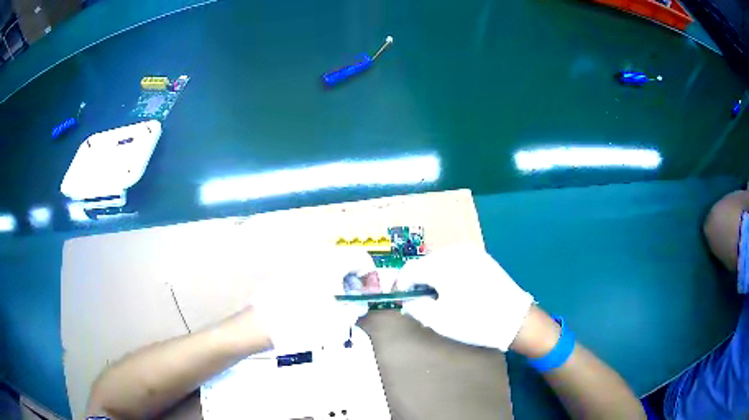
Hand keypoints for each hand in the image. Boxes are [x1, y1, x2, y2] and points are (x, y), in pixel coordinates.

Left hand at [251, 247, 374, 353]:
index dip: (371, 277)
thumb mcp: (340, 318)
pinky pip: (312, 274)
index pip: (362, 259)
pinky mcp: (287, 274)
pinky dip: (321, 286)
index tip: (370, 295)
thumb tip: (358, 302)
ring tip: (335, 307)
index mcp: (332, 262)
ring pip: (327, 269)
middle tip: (354, 304)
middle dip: (354, 282)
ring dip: (337, 285)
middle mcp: (316, 257)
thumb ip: (356, 307)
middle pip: (344, 262)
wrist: (264, 325)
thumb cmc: (306, 321)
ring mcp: (299, 264)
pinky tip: (317, 305)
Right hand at [398, 244, 533, 350]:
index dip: (402, 285)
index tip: (403, 300)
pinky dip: (451, 274)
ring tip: (441, 298)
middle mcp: (456, 251)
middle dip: (420, 281)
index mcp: (443, 264)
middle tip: (423, 302)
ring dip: (435, 277)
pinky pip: (458, 262)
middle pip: (425, 263)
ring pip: (442, 261)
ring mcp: (473, 252)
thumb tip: (407, 299)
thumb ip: (415, 306)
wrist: (516, 320)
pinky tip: (459, 290)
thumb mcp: (438, 320)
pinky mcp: (484, 258)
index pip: (410, 269)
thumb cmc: (475, 321)